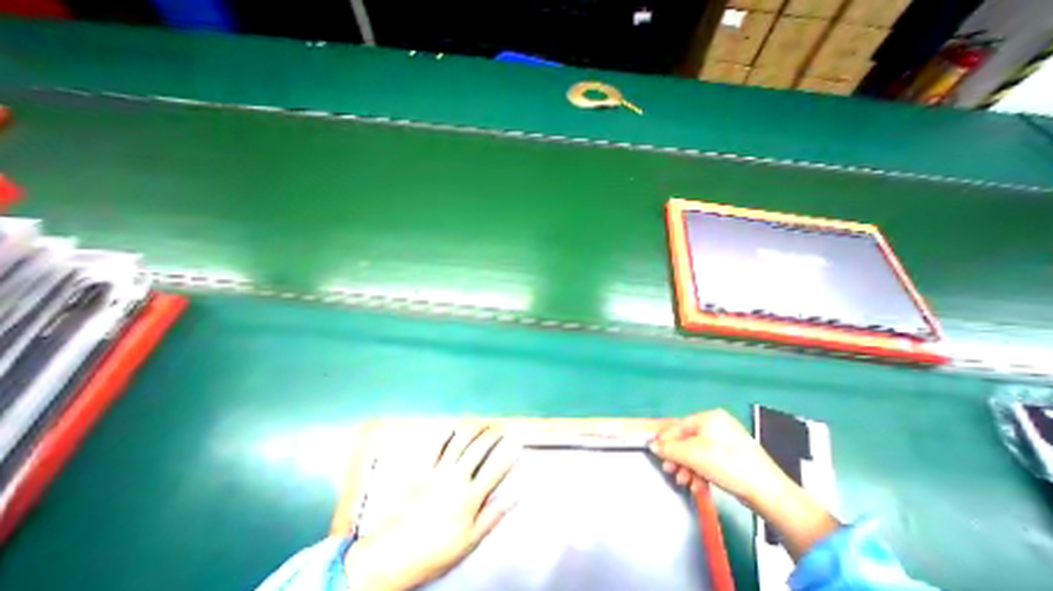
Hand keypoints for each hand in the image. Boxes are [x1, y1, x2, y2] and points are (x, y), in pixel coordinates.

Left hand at [346, 425, 521, 590]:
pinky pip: (435, 445)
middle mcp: (457, 479)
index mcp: (470, 499)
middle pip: (480, 448)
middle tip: (500, 429)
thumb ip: (493, 515)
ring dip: (474, 427)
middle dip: (493, 434)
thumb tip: (516, 495)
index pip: (495, 470)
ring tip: (483, 422)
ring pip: (460, 441)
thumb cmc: (435, 551)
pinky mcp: (421, 468)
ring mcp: (438, 471)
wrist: (391, 557)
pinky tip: (454, 425)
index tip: (517, 443)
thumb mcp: (469, 541)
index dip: (509, 454)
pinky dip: (446, 432)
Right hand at [652, 408, 788, 504]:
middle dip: (678, 458)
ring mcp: (729, 441)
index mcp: (708, 417)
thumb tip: (652, 445)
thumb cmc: (726, 464)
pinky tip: (700, 485)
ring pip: (698, 453)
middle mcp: (718, 425)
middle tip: (671, 472)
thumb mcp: (692, 455)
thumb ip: (669, 449)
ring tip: (685, 482)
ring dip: (689, 468)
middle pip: (688, 441)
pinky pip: (711, 460)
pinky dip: (702, 472)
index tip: (656, 454)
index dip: (665, 440)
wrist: (769, 492)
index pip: (679, 427)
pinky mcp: (736, 458)